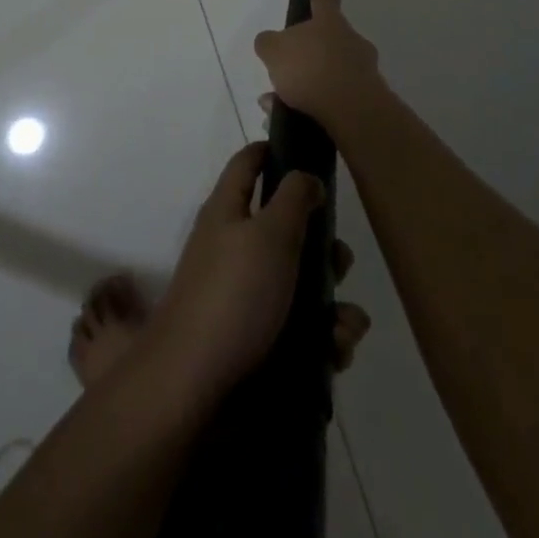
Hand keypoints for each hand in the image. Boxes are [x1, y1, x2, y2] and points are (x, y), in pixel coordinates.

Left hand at [140, 143, 368, 409]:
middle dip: (322, 247)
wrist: (195, 385)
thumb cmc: (234, 295)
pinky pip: (300, 328)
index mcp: (228, 210)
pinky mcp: (256, 339)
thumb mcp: (269, 234)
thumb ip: (293, 199)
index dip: (275, 151)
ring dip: (332, 303)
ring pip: (301, 284)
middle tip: (340, 263)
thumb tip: (305, 175)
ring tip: (343, 328)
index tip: (311, 154)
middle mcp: (234, 245)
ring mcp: (243, 294)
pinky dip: (322, 338)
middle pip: (286, 229)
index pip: (248, 163)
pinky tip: (334, 354)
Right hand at [253, 0, 386, 134]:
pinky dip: (316, 106)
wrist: (352, 110)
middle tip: (286, 70)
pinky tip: (292, 118)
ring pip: (330, 72)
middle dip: (308, 54)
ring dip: (308, 84)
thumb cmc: (310, 68)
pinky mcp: (368, 100)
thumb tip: (269, 42)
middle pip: (328, 40)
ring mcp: (363, 70)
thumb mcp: (274, 50)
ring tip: (278, 102)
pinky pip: (336, 98)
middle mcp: (351, 41)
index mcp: (329, 22)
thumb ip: (268, 44)